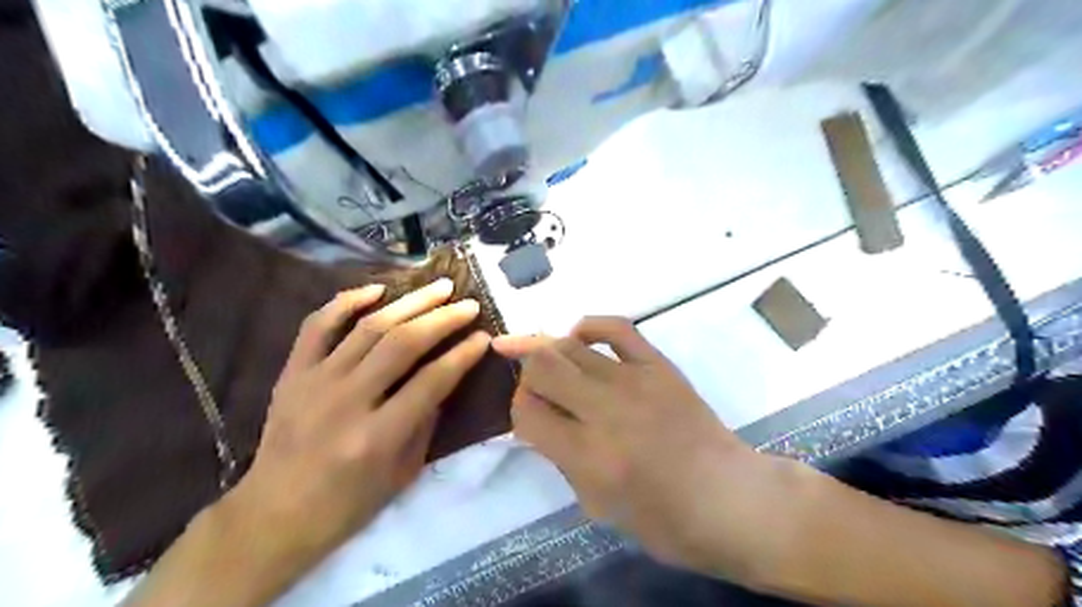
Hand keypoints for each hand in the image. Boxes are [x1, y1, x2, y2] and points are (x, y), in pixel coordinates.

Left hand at [227, 280, 490, 567]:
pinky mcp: (293, 373)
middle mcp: (347, 401)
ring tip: (438, 287)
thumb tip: (445, 375)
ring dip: (409, 302)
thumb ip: (426, 421)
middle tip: (469, 303)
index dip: (463, 355)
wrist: (274, 515)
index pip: (433, 381)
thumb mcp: (403, 472)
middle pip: (403, 343)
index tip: (484, 337)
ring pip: (369, 327)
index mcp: (378, 436)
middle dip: (443, 318)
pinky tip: (377, 289)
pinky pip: (319, 325)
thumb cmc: (348, 504)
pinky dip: (347, 301)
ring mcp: (315, 382)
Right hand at [493, 317, 807, 582]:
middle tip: (529, 382)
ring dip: (546, 348)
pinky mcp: (658, 365)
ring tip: (538, 354)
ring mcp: (634, 381)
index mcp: (588, 455)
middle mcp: (605, 411)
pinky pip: (616, 328)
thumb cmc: (664, 520)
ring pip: (570, 345)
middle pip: (542, 365)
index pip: (527, 413)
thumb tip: (541, 421)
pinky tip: (577, 335)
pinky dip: (589, 325)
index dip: (517, 411)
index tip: (528, 416)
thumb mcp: (598, 506)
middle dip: (525, 371)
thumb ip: (562, 459)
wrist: (730, 498)